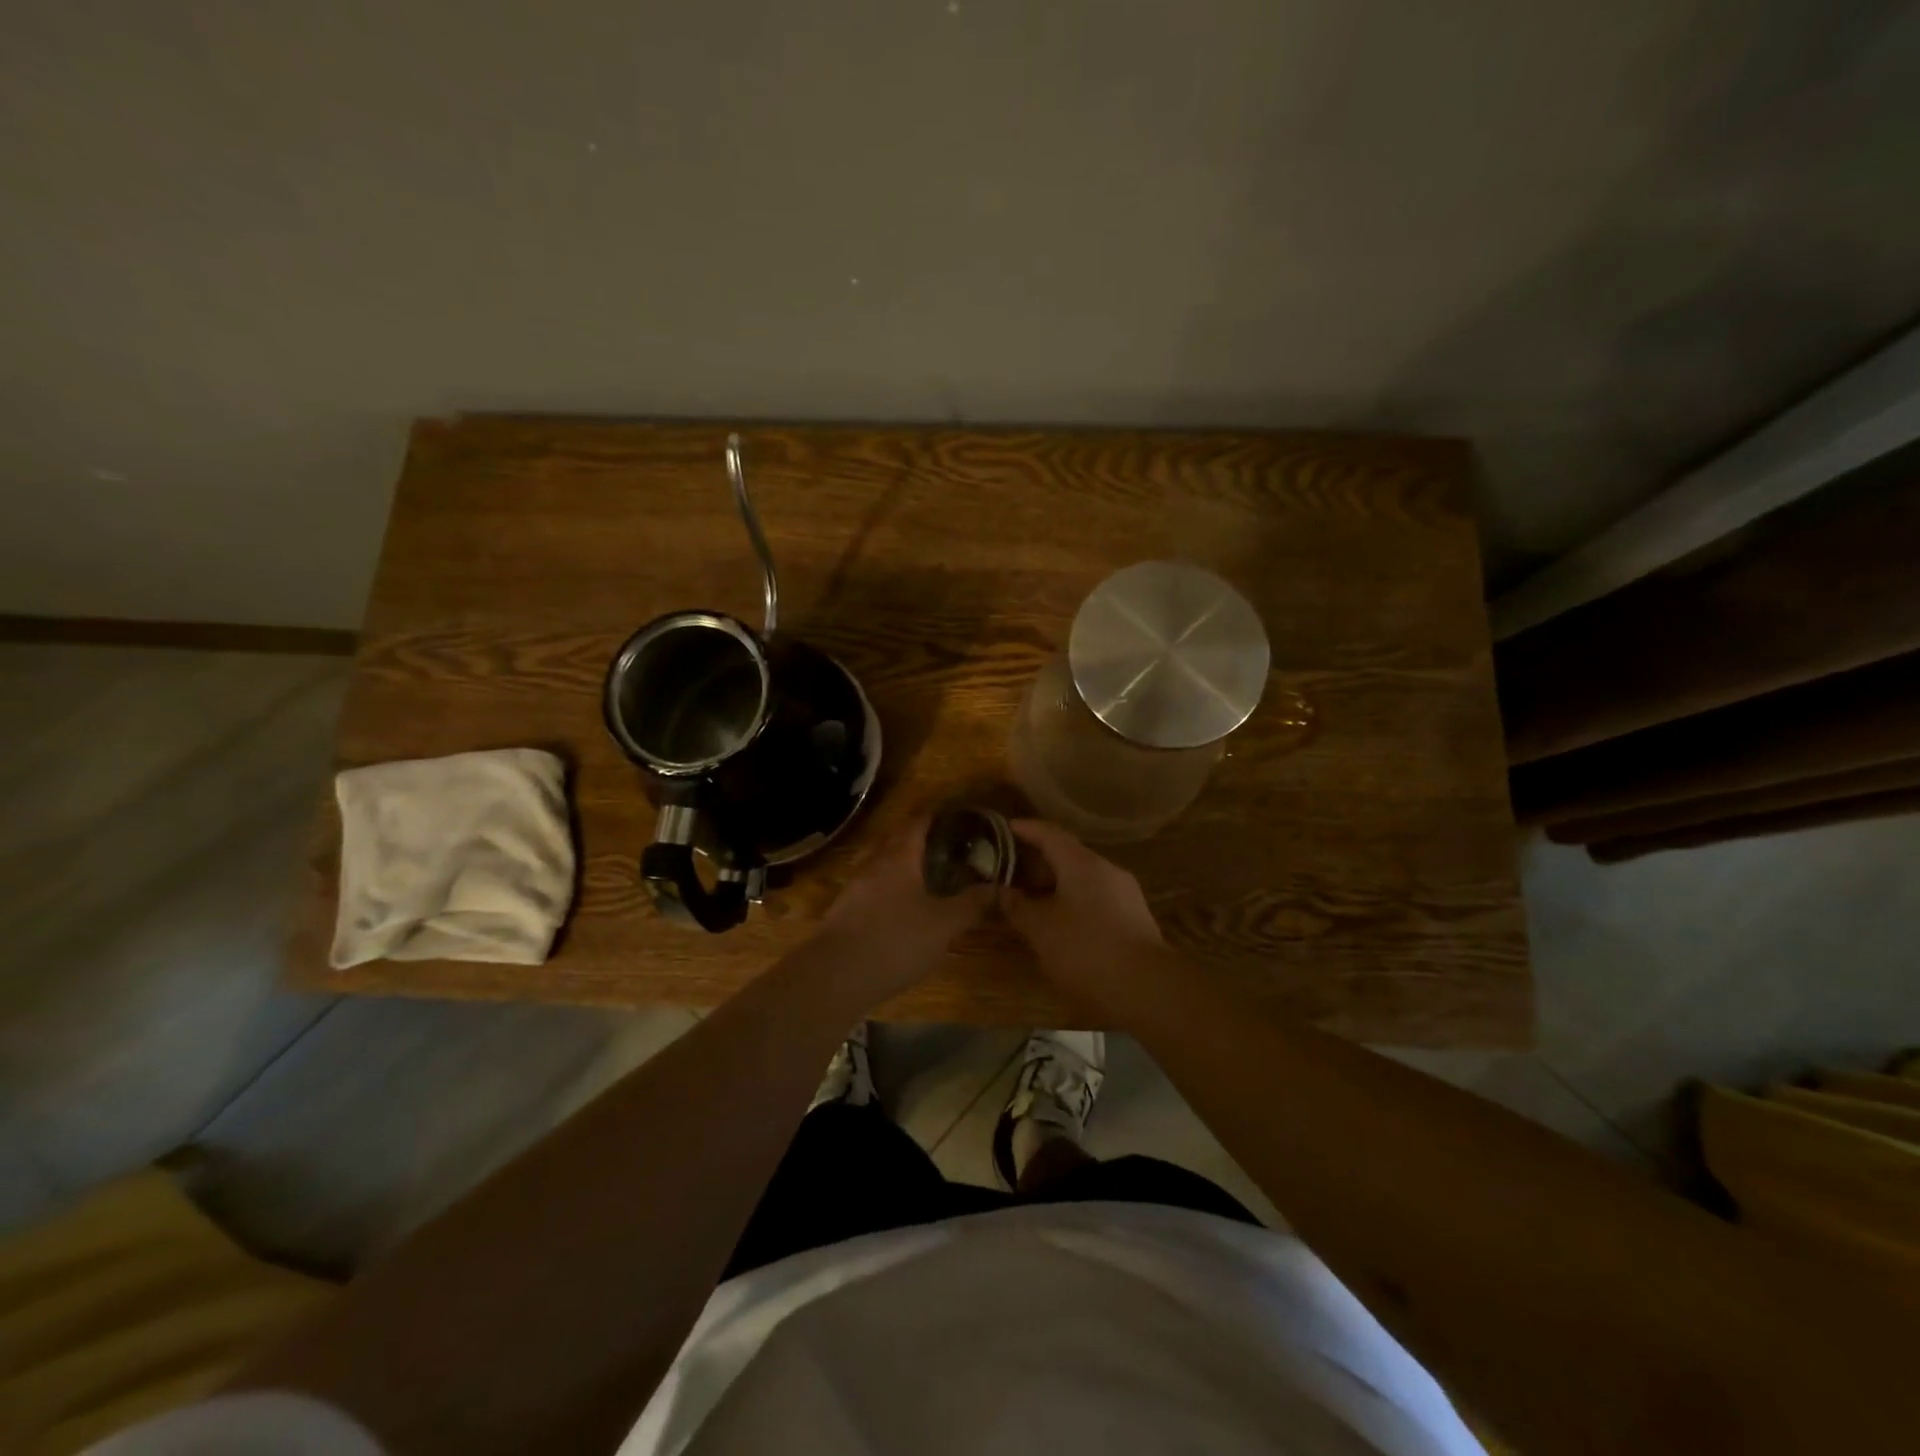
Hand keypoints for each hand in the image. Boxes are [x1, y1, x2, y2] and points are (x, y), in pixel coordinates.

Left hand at [813, 817, 993, 997]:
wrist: (835, 976)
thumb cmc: (895, 940)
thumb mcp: (944, 924)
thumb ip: (972, 904)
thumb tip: (1001, 887)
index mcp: (899, 858)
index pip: (917, 824)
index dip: (935, 816)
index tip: (954, 814)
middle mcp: (874, 865)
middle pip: (895, 841)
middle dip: (918, 838)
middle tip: (944, 845)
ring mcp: (855, 889)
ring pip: (881, 865)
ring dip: (901, 865)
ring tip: (925, 875)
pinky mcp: (844, 914)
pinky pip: (872, 889)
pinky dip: (889, 889)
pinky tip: (900, 908)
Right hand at [1002, 819, 1162, 991]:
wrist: (1148, 989)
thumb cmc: (1086, 950)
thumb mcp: (1041, 929)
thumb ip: (1017, 906)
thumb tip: (999, 890)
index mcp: (1082, 863)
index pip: (1049, 834)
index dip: (1024, 829)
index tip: (1002, 828)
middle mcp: (1107, 870)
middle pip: (1067, 855)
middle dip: (1037, 862)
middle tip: (1009, 870)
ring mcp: (1125, 895)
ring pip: (1082, 880)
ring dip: (1055, 885)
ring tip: (1030, 899)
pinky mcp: (1134, 920)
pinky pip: (1095, 899)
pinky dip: (1072, 902)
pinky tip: (1060, 924)